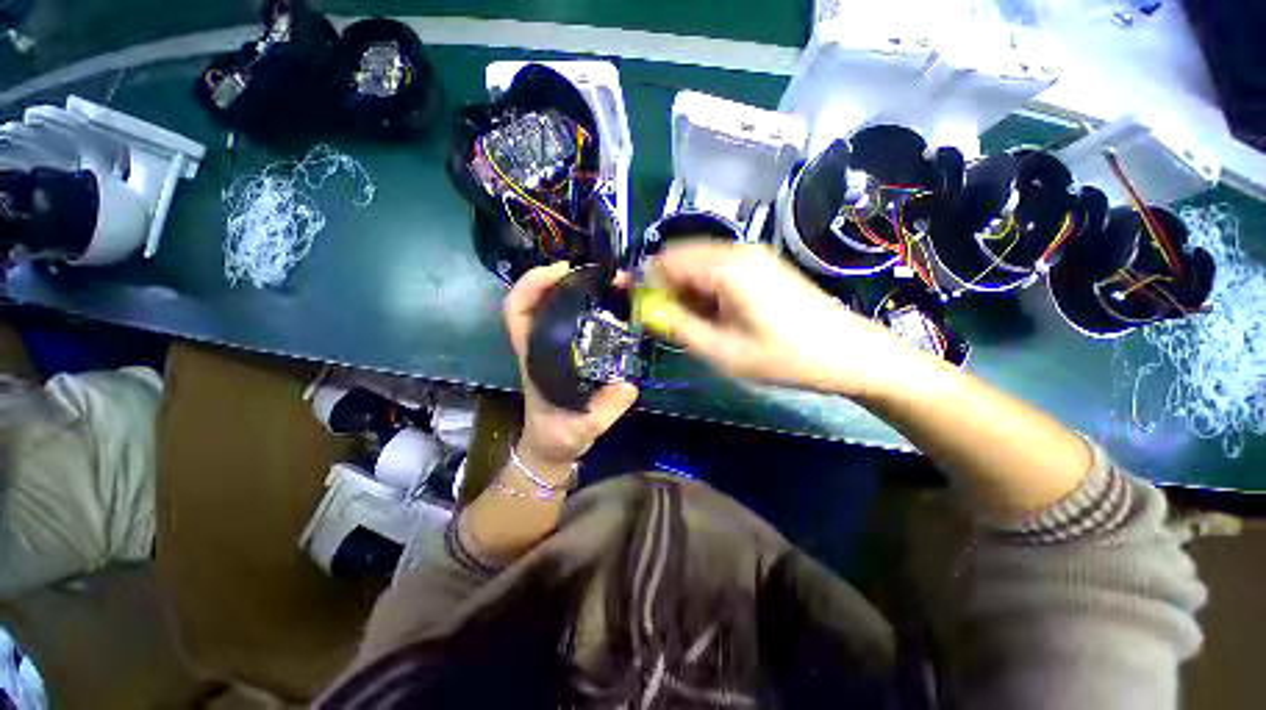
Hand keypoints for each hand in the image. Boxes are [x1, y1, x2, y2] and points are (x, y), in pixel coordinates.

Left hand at [503, 263, 638, 470]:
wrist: (554, 445)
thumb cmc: (559, 434)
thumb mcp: (582, 427)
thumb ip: (603, 409)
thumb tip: (628, 384)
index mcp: (534, 356)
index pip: (517, 311)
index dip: (533, 285)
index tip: (562, 271)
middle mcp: (540, 345)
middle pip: (537, 299)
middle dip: (560, 278)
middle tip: (595, 272)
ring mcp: (553, 347)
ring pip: (555, 306)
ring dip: (575, 289)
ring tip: (606, 282)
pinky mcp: (568, 352)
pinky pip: (574, 320)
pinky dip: (588, 306)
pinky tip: (610, 305)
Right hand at [647, 242, 922, 398]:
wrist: (848, 353)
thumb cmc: (784, 357)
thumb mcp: (723, 351)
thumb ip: (679, 327)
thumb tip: (648, 311)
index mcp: (725, 267)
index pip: (665, 261)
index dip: (642, 280)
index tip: (629, 303)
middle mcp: (737, 251)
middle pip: (681, 258)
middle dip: (662, 286)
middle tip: (658, 319)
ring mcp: (753, 255)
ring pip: (699, 263)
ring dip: (683, 288)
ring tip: (685, 321)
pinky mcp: (762, 265)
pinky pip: (719, 268)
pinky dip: (703, 288)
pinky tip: (710, 313)